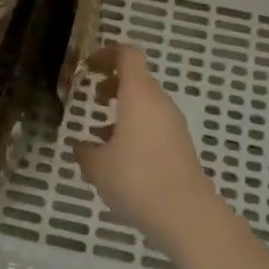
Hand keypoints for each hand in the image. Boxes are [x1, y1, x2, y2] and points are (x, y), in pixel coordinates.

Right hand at [72, 46, 220, 245]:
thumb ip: (85, 151)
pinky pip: (154, 124)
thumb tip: (81, 146)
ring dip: (123, 109)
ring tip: (100, 131)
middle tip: (93, 96)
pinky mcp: (180, 146)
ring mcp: (173, 125)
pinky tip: (119, 157)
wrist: (187, 215)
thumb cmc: (137, 180)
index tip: (88, 66)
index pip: (128, 55)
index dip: (107, 54)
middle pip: (137, 78)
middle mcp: (159, 103)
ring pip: (146, 103)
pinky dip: (135, 128)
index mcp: (139, 95)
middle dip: (113, 83)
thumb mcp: (98, 167)